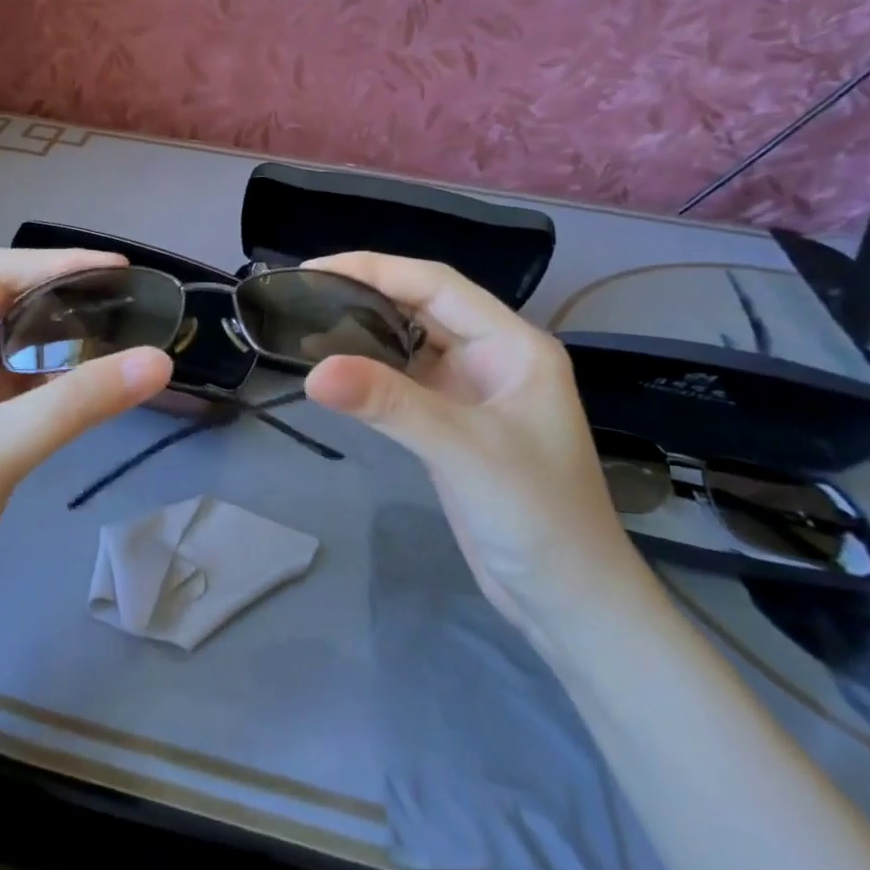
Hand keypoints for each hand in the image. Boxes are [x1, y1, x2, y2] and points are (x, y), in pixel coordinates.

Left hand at [0, 249, 172, 650]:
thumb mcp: (3, 447)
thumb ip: (81, 402)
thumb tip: (160, 361)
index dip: (55, 261)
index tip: (116, 271)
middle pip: (10, 306)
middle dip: (64, 296)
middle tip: (126, 304)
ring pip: (21, 351)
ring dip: (65, 341)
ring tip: (121, 339)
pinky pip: (27, 392)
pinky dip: (62, 382)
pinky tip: (96, 390)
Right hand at [301, 252, 648, 640]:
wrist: (568, 600)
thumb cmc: (536, 516)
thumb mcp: (463, 451)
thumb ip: (390, 405)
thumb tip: (313, 371)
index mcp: (512, 344)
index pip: (437, 285)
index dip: (375, 268)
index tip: (314, 270)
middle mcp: (492, 357)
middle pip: (421, 307)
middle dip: (365, 294)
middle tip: (301, 295)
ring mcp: (471, 392)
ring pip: (410, 344)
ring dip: (364, 331)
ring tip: (308, 323)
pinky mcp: (452, 425)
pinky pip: (404, 382)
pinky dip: (370, 372)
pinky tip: (336, 371)